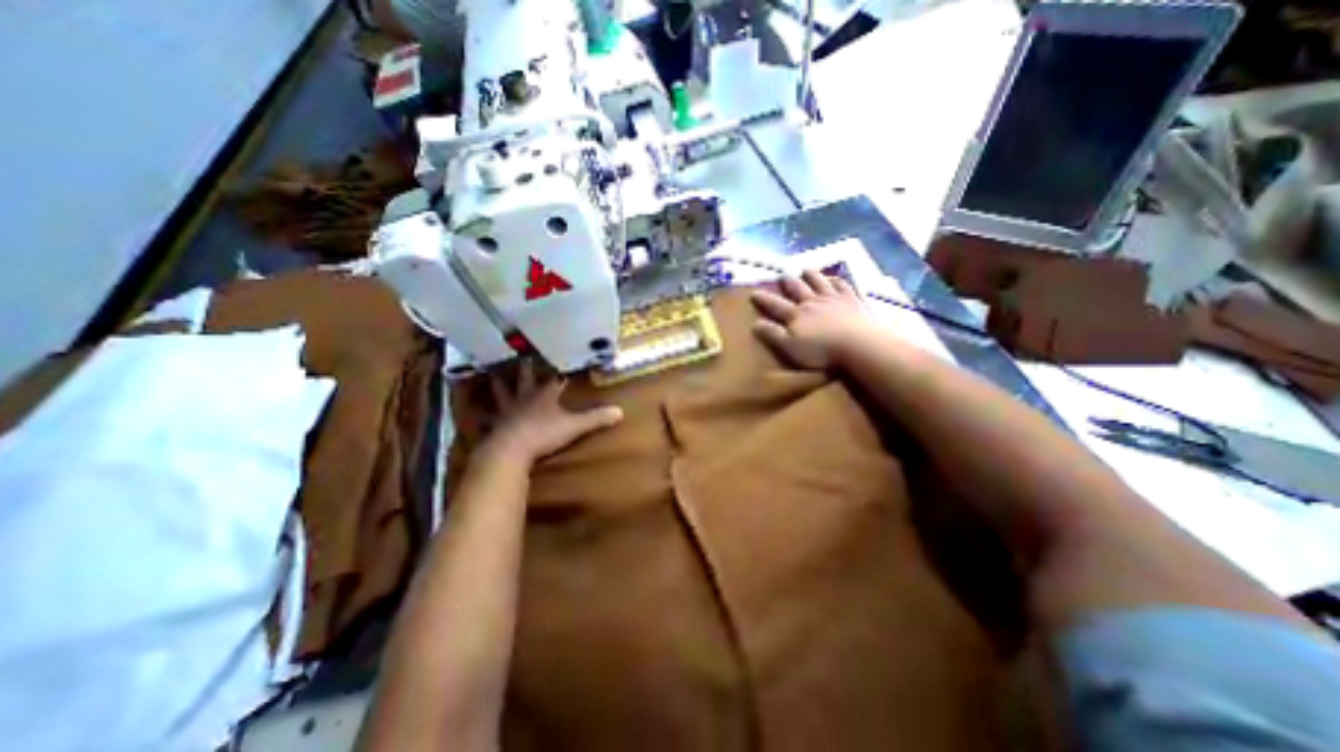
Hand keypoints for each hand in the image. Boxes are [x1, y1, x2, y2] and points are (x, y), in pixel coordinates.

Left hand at [485, 363, 626, 466]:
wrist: (511, 450)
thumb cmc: (544, 433)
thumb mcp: (574, 426)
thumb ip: (596, 418)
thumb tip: (620, 411)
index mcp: (544, 395)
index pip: (554, 379)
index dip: (559, 372)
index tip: (562, 361)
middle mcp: (524, 398)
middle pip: (525, 379)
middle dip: (526, 368)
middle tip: (523, 355)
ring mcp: (507, 411)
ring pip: (502, 392)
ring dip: (499, 383)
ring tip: (493, 374)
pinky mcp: (495, 426)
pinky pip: (487, 417)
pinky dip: (481, 413)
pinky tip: (475, 412)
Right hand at [754, 270, 881, 373]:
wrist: (859, 344)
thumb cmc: (821, 351)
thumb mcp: (790, 347)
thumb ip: (773, 334)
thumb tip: (755, 323)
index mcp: (796, 315)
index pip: (775, 305)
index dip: (764, 299)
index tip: (754, 292)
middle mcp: (812, 302)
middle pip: (798, 288)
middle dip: (788, 282)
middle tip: (783, 275)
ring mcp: (833, 299)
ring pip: (819, 282)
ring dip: (811, 275)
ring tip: (806, 270)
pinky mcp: (852, 300)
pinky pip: (842, 285)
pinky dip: (836, 280)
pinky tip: (834, 278)